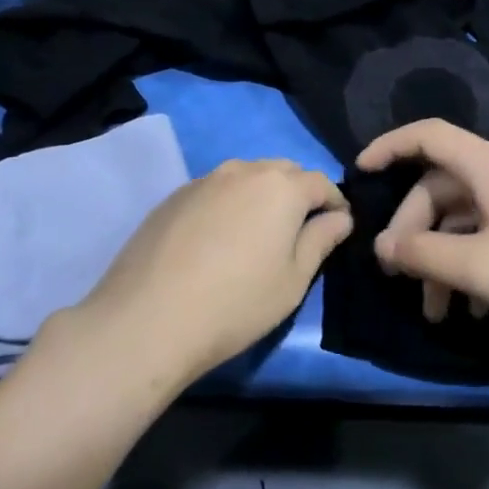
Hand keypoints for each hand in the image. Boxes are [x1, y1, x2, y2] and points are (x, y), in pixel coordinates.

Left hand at [65, 158, 351, 385]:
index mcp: (281, 187)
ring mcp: (203, 180)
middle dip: (299, 193)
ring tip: (258, 232)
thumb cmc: (236, 303)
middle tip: (299, 230)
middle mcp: (243, 171)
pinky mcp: (173, 197)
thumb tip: (340, 217)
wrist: (149, 318)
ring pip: (245, 177)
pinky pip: (214, 190)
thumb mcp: (293, 280)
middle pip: (283, 172)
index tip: (339, 226)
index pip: (321, 182)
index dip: (336, 203)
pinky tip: (218, 239)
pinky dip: (228, 204)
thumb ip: (320, 240)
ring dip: (261, 195)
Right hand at [357, 119, 488, 357]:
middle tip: (399, 277)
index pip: (427, 135)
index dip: (388, 146)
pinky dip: (471, 265)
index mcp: (488, 166)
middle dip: (414, 233)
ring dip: (442, 260)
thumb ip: (421, 254)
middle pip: (440, 188)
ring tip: (436, 312)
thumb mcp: (477, 267)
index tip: (359, 172)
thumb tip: (382, 247)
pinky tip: (474, 309)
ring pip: (464, 219)